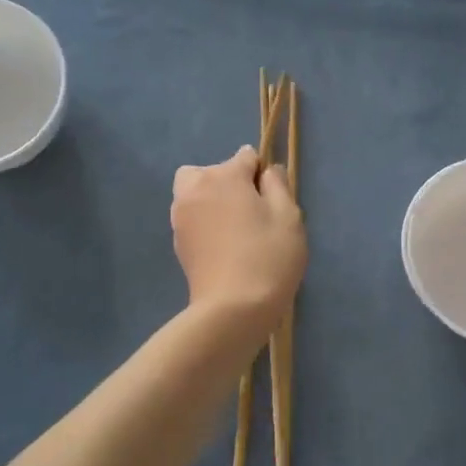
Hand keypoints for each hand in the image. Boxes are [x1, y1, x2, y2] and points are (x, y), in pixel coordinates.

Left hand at [171, 147, 306, 336]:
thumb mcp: (288, 216)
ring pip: (195, 192)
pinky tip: (224, 246)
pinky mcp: (177, 241)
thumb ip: (278, 185)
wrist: (233, 308)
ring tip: (236, 229)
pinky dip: (205, 222)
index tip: (273, 200)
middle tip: (251, 212)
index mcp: (224, 176)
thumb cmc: (269, 257)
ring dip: (213, 200)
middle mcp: (196, 188)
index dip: (262, 174)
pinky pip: (192, 217)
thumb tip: (267, 171)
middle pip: (211, 171)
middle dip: (229, 182)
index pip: (245, 157)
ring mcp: (181, 216)